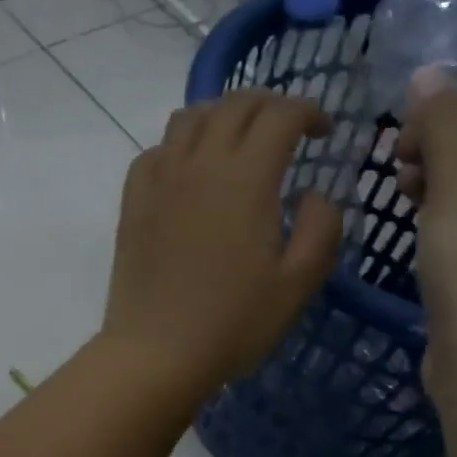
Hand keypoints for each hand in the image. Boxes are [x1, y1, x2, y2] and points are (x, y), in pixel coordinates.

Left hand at [102, 91, 341, 396]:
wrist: (156, 352)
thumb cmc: (233, 323)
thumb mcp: (298, 283)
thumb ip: (322, 228)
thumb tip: (315, 193)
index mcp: (246, 177)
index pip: (280, 114)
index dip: (309, 111)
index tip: (324, 133)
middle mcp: (199, 162)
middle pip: (235, 104)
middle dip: (270, 105)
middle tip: (287, 130)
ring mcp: (159, 178)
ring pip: (190, 117)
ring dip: (221, 115)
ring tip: (238, 142)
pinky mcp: (133, 200)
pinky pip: (155, 150)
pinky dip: (180, 146)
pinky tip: (190, 172)